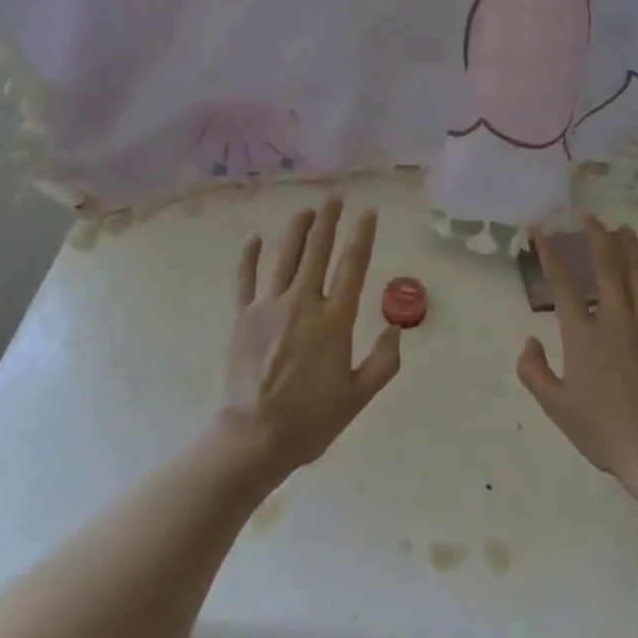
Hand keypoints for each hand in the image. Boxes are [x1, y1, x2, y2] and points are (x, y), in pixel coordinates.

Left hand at [215, 197, 401, 478]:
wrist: (250, 439)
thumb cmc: (309, 421)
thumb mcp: (357, 398)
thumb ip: (383, 361)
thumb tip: (396, 328)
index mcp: (334, 320)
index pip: (352, 266)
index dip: (362, 236)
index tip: (368, 211)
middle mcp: (303, 302)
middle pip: (318, 250)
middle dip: (329, 221)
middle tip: (335, 198)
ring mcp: (269, 306)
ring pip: (285, 256)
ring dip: (297, 229)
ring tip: (306, 210)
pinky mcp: (242, 316)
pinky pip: (246, 278)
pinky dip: (250, 256)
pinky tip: (255, 237)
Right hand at [518, 217, 637, 485]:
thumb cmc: (604, 432)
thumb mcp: (556, 408)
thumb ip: (534, 372)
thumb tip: (528, 340)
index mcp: (583, 335)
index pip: (563, 285)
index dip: (551, 254)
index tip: (542, 231)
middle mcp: (615, 320)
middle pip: (606, 267)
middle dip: (597, 237)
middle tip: (591, 217)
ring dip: (629, 247)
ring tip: (623, 227)